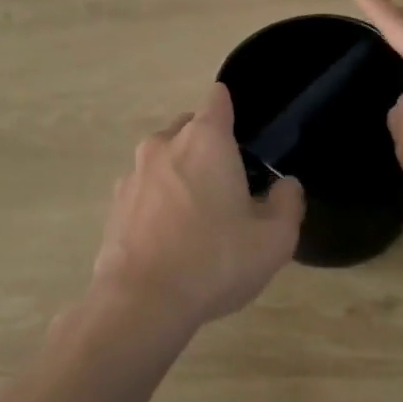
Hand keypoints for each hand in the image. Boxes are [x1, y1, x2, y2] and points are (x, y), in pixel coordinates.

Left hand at [93, 82, 304, 333]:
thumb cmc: (214, 260)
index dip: (233, 110)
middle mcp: (165, 144)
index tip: (245, 139)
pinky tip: (170, 239)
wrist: (141, 302)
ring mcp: (134, 173)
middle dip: (208, 146)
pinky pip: (145, 189)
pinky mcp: (115, 203)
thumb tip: (285, 185)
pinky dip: (158, 202)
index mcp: (205, 139)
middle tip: (229, 186)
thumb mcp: (274, 239)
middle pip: (190, 127)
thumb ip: (287, 203)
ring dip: (181, 175)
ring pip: (164, 159)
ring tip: (198, 218)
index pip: (219, 98)